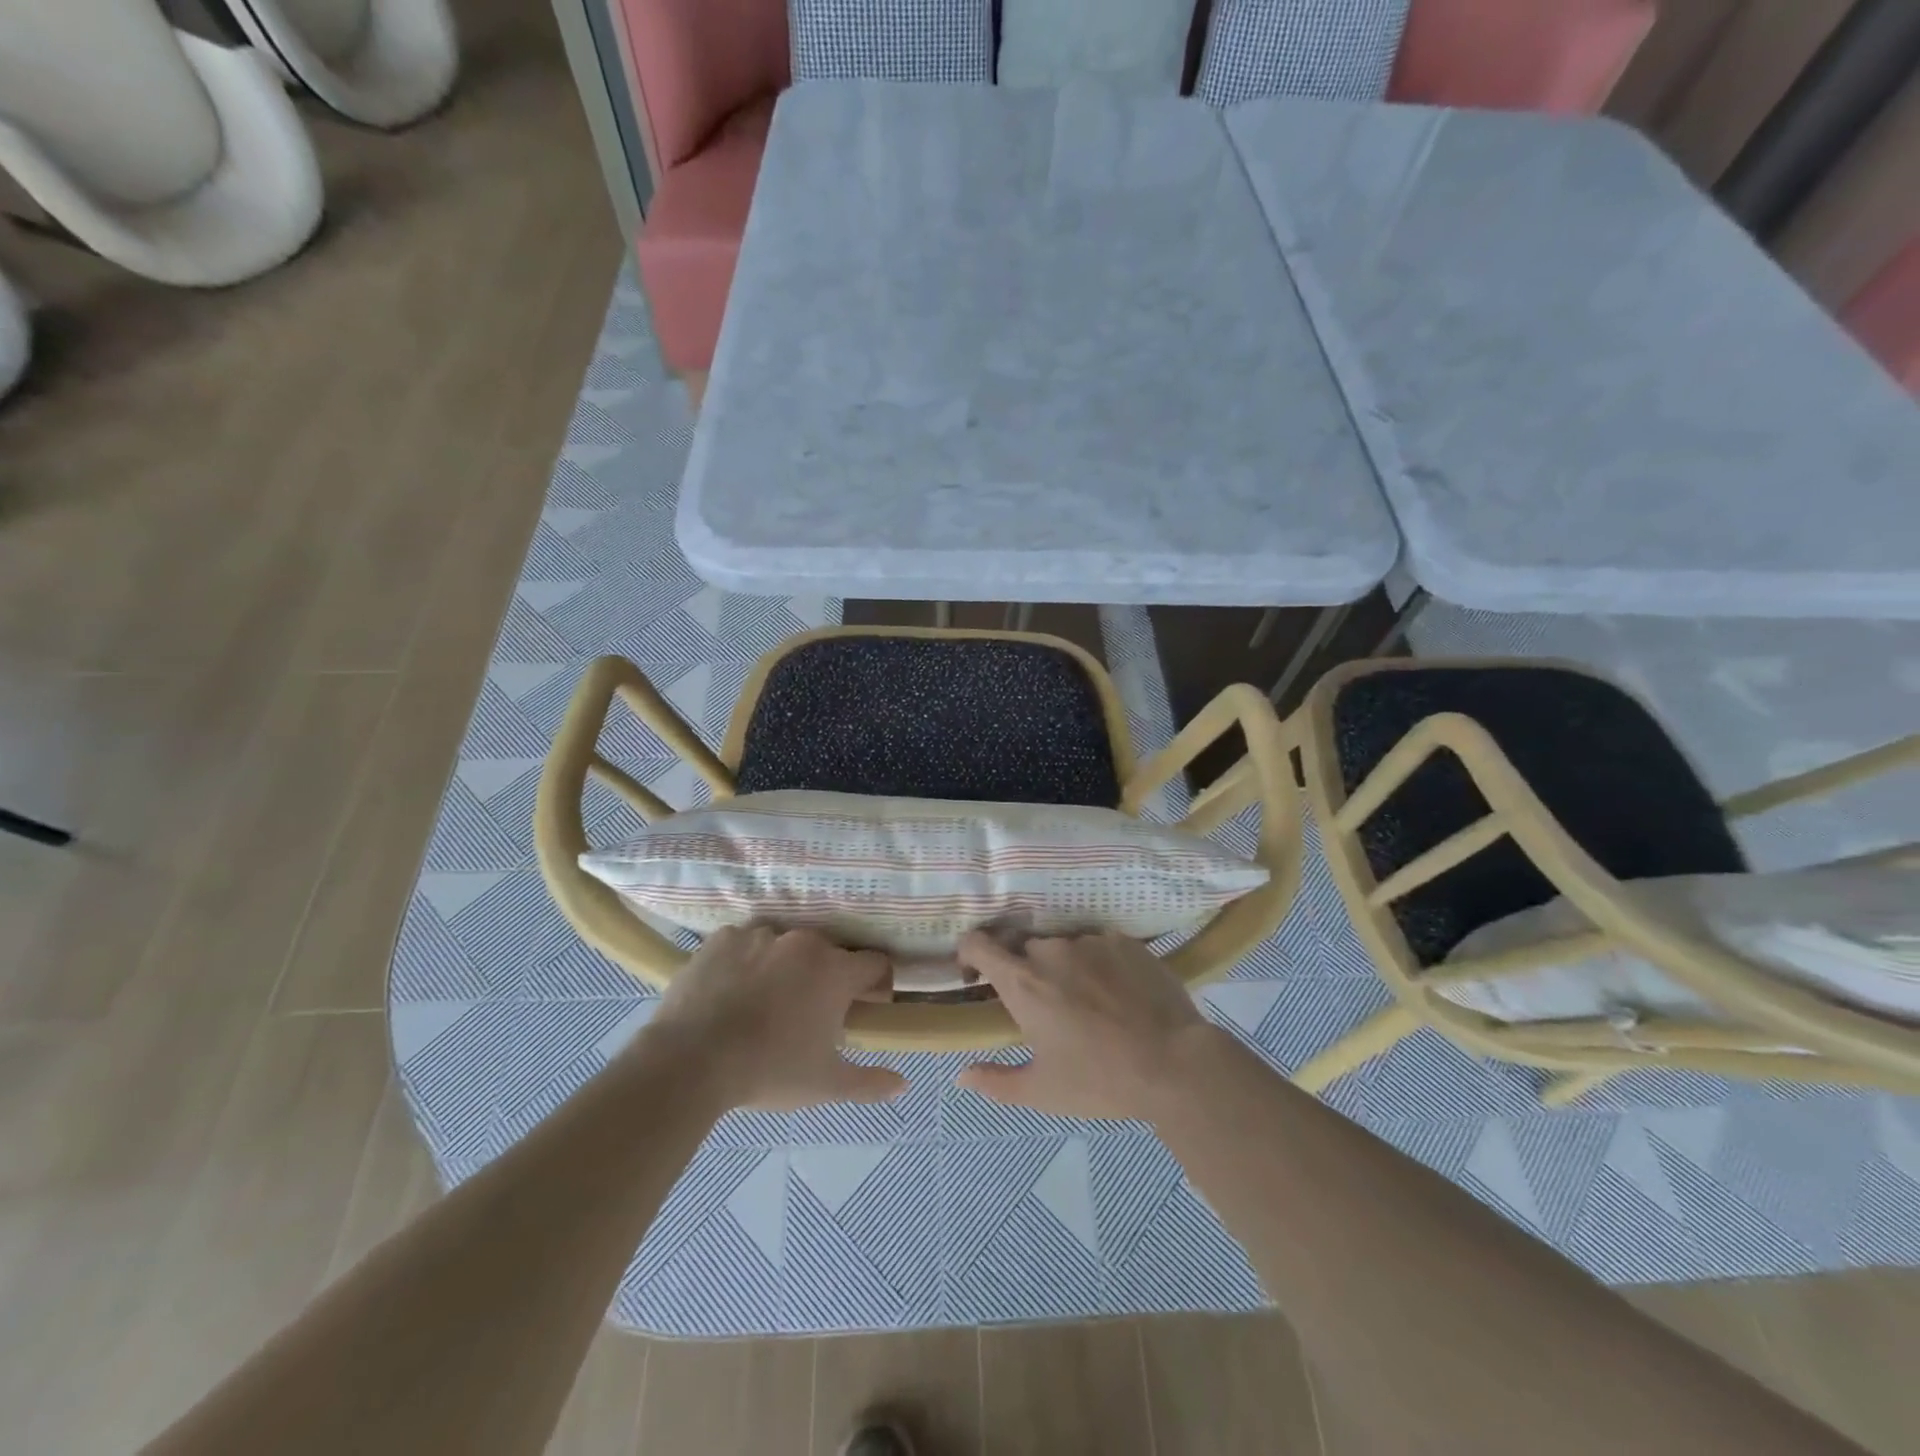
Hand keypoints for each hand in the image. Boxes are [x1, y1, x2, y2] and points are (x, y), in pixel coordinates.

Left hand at [641, 927, 905, 1111]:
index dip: (876, 987)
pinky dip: (747, 962)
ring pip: (786, 947)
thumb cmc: (768, 1070)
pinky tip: (732, 992)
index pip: (876, 963)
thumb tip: (903, 1085)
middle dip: (827, 979)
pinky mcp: (723, 937)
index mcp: (835, 970)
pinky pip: (746, 944)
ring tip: (765, 1004)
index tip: (863, 1010)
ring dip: (787, 968)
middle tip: (810, 1014)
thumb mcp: (825, 1084)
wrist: (689, 1060)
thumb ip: (869, 1082)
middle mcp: (804, 942)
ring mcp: (761, 934)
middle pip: (830, 953)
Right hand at [955, 931, 1224, 1121]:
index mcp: (1022, 981)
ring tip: (1088, 1001)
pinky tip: (1118, 993)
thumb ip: (996, 1082)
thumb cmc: (1100, 1080)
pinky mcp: (1124, 941)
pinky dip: (1098, 964)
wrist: (1175, 1063)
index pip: (977, 943)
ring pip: (1063, 946)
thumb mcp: (1042, 1091)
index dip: (969, 953)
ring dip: (1063, 966)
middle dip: (1025, 969)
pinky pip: (1098, 945)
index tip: (976, 974)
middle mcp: (1050, 950)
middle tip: (1044, 1004)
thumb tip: (962, 1075)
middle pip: (1023, 947)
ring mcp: (1090, 940)